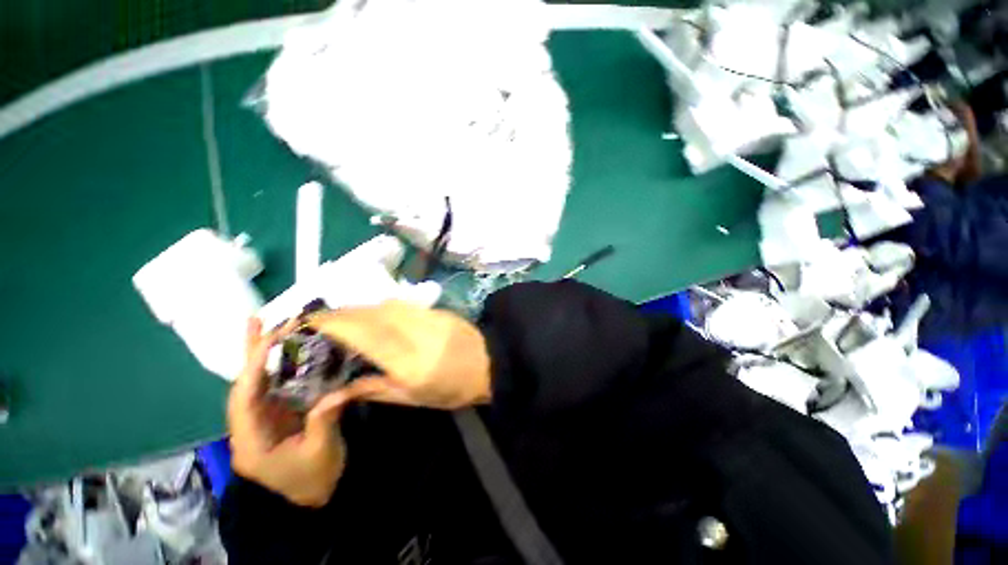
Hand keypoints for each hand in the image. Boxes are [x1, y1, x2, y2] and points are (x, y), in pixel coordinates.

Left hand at [228, 319, 351, 507]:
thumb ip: (324, 420)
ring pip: (256, 384)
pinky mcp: (276, 416)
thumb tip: (338, 391)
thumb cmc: (315, 479)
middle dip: (251, 354)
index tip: (271, 339)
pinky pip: (273, 387)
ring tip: (264, 327)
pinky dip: (277, 366)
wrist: (316, 496)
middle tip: (257, 321)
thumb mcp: (322, 451)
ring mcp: (261, 421)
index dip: (254, 367)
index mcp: (251, 442)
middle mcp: (248, 428)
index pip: (244, 399)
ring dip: (262, 355)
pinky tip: (283, 351)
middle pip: (244, 386)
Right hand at [307, 301, 491, 409]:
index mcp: (408, 359)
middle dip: (340, 314)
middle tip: (318, 321)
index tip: (309, 323)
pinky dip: (379, 307)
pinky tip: (372, 316)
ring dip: (359, 309)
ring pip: (384, 305)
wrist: (491, 362)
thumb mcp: (414, 398)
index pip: (364, 334)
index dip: (334, 324)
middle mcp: (415, 331)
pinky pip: (400, 303)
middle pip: (371, 314)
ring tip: (341, 319)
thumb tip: (335, 391)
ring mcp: (428, 315)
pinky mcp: (435, 309)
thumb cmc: (453, 388)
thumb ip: (374, 388)